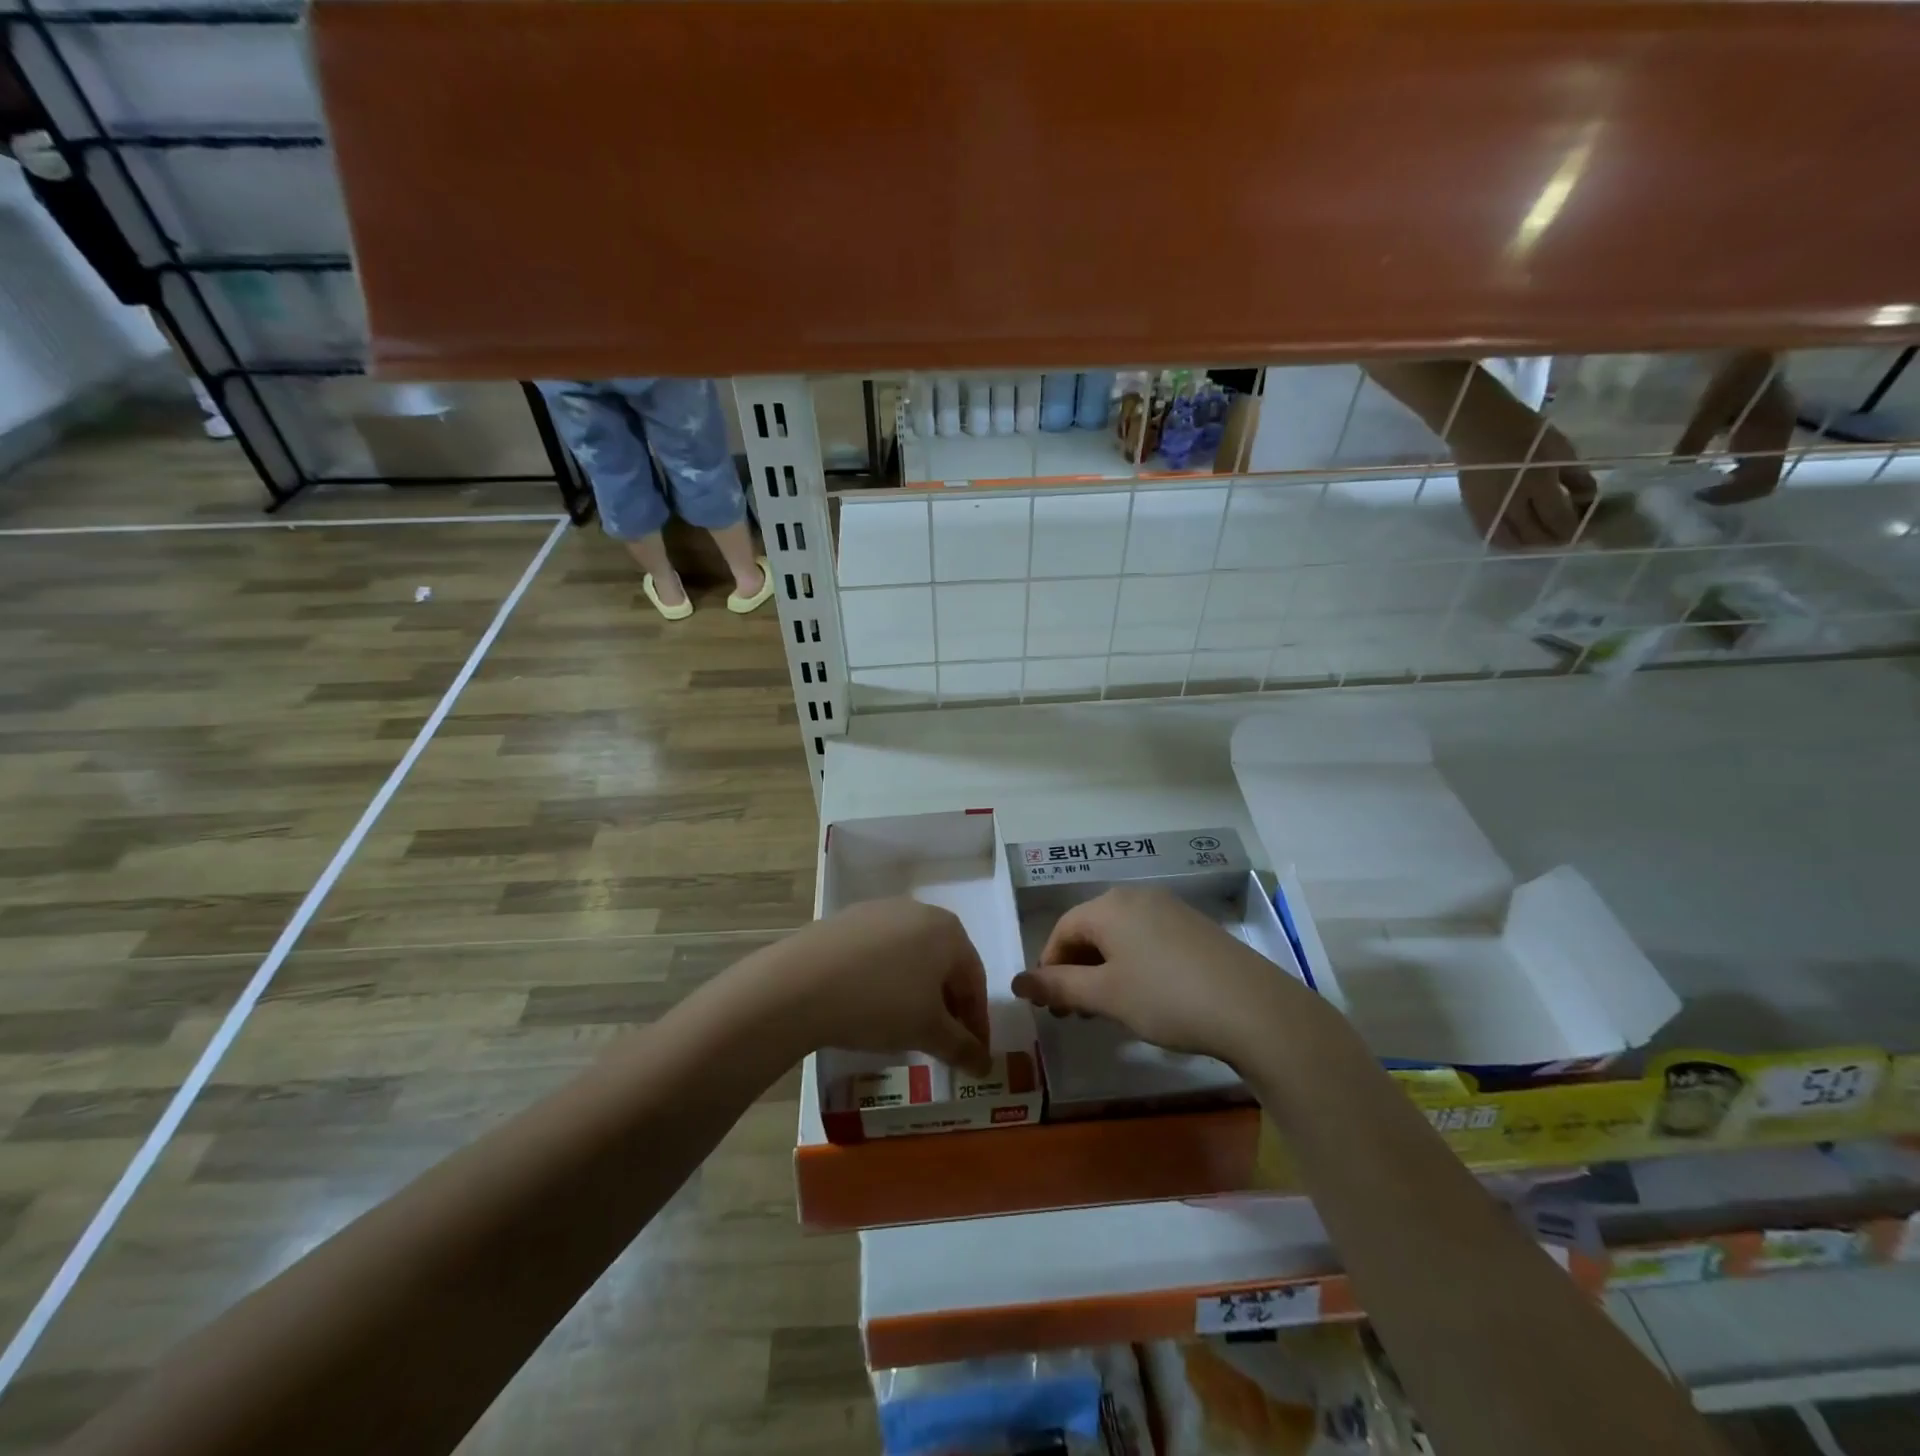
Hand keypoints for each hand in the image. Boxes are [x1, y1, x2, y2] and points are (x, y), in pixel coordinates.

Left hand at [753, 899, 992, 1072]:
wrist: (800, 982)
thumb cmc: (880, 1003)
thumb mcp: (927, 1031)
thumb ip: (962, 1047)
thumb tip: (984, 1065)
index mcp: (949, 931)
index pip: (975, 981)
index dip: (977, 1023)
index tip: (973, 1055)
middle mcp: (919, 911)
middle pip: (944, 965)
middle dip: (947, 1006)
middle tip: (941, 1042)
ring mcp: (881, 910)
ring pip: (912, 957)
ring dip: (917, 992)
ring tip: (905, 1026)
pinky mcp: (848, 919)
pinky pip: (880, 951)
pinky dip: (886, 978)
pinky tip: (870, 1003)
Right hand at [1010, 887, 1322, 1068]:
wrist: (1253, 1008)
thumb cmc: (1166, 998)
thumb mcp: (1105, 996)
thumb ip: (1058, 986)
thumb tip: (1016, 982)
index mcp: (1109, 907)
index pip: (1062, 930)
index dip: (1048, 967)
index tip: (1048, 1005)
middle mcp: (1136, 897)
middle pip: (1090, 929)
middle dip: (1075, 970)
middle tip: (1072, 1013)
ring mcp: (1169, 909)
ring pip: (1120, 936)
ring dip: (1103, 969)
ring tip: (1105, 1008)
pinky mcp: (1194, 927)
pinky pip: (1147, 939)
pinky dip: (1132, 964)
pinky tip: (1143, 996)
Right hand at [1450, 409, 1597, 548]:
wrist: (1480, 430)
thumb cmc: (1526, 433)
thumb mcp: (1561, 450)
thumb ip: (1576, 478)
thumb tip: (1586, 501)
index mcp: (1538, 485)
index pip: (1559, 520)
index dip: (1576, 529)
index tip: (1589, 529)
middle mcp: (1511, 504)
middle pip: (1535, 536)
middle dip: (1555, 539)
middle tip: (1569, 534)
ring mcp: (1489, 511)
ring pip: (1511, 542)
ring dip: (1530, 544)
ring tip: (1543, 536)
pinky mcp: (1474, 512)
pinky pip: (1492, 536)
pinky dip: (1508, 540)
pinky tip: (1518, 536)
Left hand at [1674, 350, 1794, 505]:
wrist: (1756, 342)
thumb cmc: (1738, 369)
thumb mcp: (1714, 403)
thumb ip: (1698, 434)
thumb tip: (1679, 466)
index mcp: (1772, 434)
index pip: (1761, 481)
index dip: (1731, 496)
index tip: (1696, 496)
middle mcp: (1775, 437)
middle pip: (1758, 480)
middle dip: (1725, 493)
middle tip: (1687, 495)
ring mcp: (1769, 431)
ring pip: (1752, 469)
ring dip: (1724, 483)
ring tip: (1688, 485)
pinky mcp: (1759, 425)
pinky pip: (1745, 456)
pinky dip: (1723, 468)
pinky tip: (1695, 467)